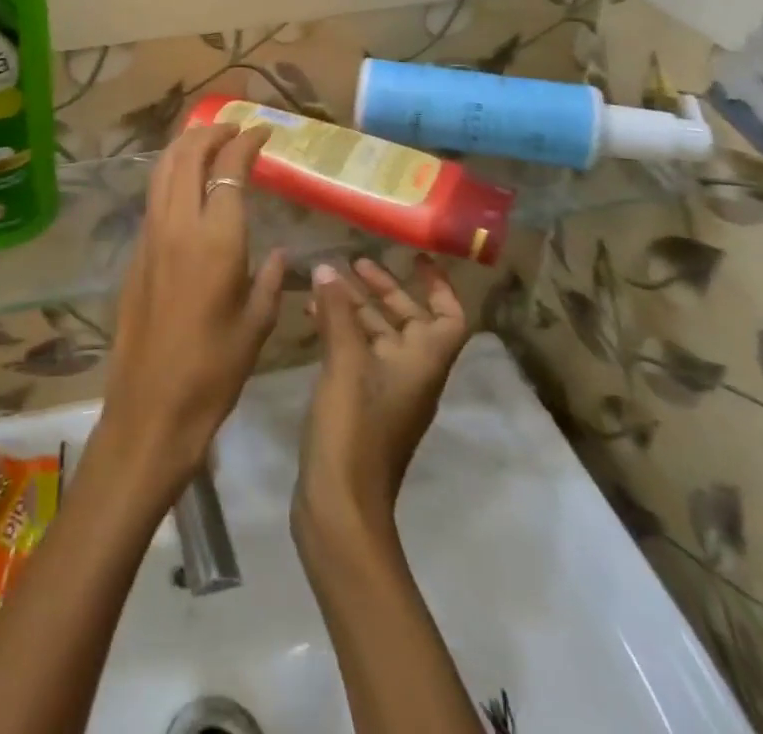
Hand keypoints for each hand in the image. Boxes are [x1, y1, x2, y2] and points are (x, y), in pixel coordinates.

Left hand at [96, 124, 286, 492]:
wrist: (151, 406)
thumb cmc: (215, 369)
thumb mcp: (258, 322)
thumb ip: (271, 277)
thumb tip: (278, 252)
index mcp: (215, 238)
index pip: (229, 169)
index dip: (247, 142)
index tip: (264, 131)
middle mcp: (178, 224)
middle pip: (187, 155)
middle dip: (211, 132)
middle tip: (234, 127)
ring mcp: (150, 235)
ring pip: (163, 169)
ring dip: (186, 146)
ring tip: (208, 140)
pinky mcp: (136, 251)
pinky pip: (154, 194)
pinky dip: (171, 172)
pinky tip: (186, 183)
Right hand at [295, 257, 472, 539]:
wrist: (339, 505)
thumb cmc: (353, 429)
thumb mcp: (345, 364)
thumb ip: (337, 314)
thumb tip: (328, 269)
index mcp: (423, 364)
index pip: (450, 318)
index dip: (439, 286)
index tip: (415, 258)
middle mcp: (411, 374)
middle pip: (409, 321)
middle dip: (384, 289)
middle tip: (353, 262)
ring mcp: (384, 391)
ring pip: (377, 336)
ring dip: (356, 308)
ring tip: (324, 281)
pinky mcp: (359, 403)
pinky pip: (356, 354)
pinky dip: (339, 331)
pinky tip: (312, 316)